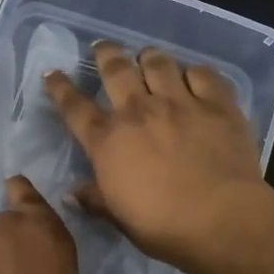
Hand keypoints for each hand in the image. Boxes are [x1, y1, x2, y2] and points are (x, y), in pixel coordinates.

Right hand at [44, 42, 271, 273]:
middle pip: (116, 69)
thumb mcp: (118, 217)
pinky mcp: (217, 104)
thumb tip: (71, 194)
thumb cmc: (162, 226)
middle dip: (105, 53)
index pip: (74, 107)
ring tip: (147, 57)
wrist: (220, 220)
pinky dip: (194, 72)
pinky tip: (193, 76)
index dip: (60, 88)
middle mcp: (138, 111)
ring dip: (148, 57)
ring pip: (158, 62)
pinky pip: (203, 74)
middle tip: (103, 47)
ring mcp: (179, 103)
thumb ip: (95, 199)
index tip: (52, 73)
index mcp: (108, 141)